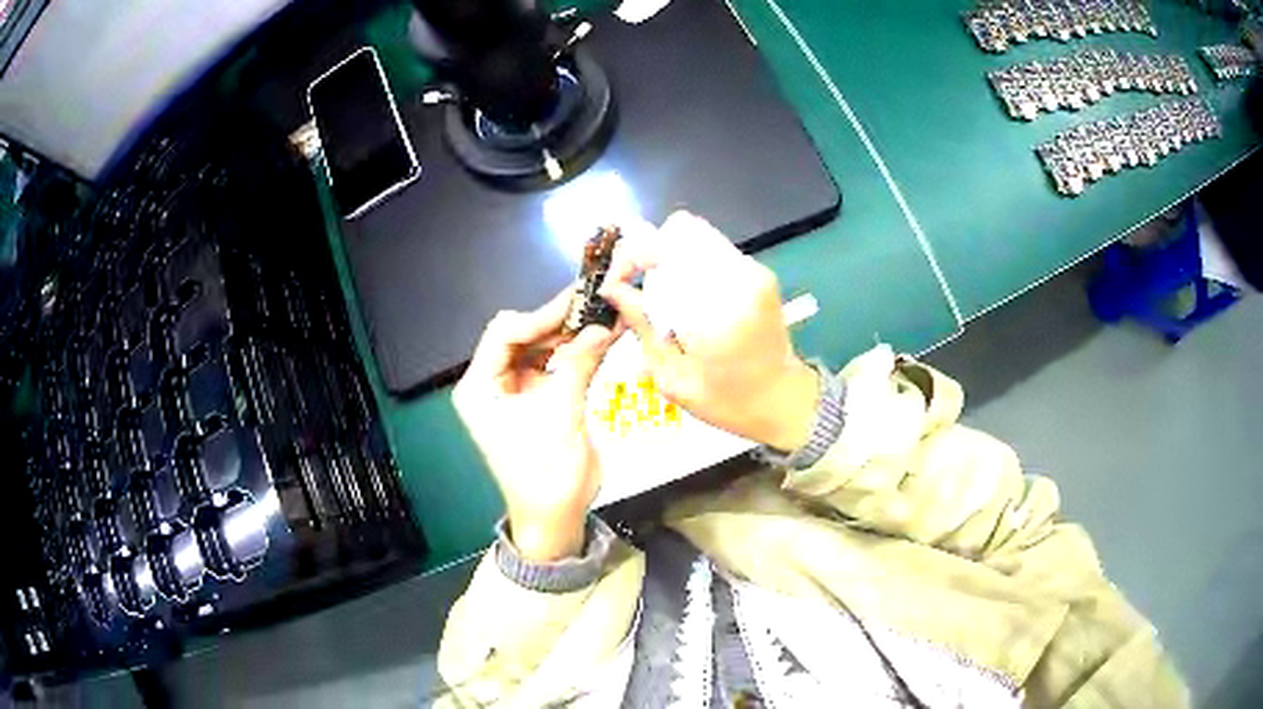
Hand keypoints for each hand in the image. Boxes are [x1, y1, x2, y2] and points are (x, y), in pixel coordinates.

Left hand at [453, 289, 617, 561]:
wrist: (556, 517)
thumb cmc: (546, 471)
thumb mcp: (560, 414)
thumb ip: (579, 364)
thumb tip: (603, 324)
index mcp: (480, 387)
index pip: (504, 333)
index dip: (540, 316)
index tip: (577, 305)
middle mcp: (493, 383)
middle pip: (522, 336)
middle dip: (557, 322)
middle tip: (595, 304)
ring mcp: (516, 391)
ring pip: (540, 348)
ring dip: (570, 335)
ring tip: (603, 317)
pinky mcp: (538, 400)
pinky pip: (555, 366)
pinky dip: (576, 354)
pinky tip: (601, 340)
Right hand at [600, 211, 817, 451]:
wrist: (786, 400)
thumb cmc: (728, 402)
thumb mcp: (673, 378)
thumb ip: (643, 326)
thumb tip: (612, 288)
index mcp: (717, 306)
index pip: (664, 248)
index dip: (631, 258)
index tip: (616, 284)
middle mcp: (739, 276)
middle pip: (681, 229)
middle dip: (651, 253)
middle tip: (637, 286)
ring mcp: (753, 270)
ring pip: (697, 235)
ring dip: (670, 258)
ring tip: (660, 294)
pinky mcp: (759, 272)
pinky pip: (713, 250)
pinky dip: (690, 264)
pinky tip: (686, 298)